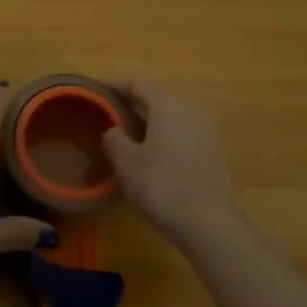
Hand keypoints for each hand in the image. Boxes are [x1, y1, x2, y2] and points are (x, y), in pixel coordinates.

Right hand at [102, 80, 240, 247]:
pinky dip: (162, 132)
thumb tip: (113, 130)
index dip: (114, 85)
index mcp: (167, 102)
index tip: (94, 90)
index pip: (137, 82)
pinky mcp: (212, 149)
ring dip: (147, 118)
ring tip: (124, 131)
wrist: (209, 223)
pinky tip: (148, 151)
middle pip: (156, 95)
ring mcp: (205, 127)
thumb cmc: (162, 185)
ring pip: (170, 113)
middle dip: (131, 101)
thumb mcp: (126, 162)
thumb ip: (114, 138)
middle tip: (106, 112)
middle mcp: (189, 106)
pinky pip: (181, 129)